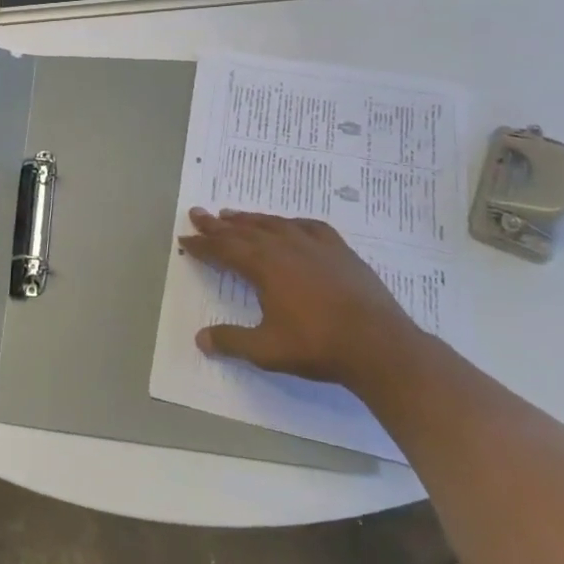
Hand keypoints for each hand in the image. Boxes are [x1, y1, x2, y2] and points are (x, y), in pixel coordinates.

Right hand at [177, 208, 417, 385]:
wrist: (379, 345)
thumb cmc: (318, 346)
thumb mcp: (266, 350)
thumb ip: (232, 341)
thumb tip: (200, 339)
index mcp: (263, 265)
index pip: (223, 249)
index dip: (202, 244)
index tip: (184, 237)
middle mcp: (284, 246)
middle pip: (243, 230)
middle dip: (218, 224)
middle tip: (198, 213)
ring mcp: (314, 245)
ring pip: (273, 224)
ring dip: (249, 219)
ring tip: (232, 214)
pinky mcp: (339, 250)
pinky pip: (308, 226)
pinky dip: (290, 223)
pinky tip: (288, 224)